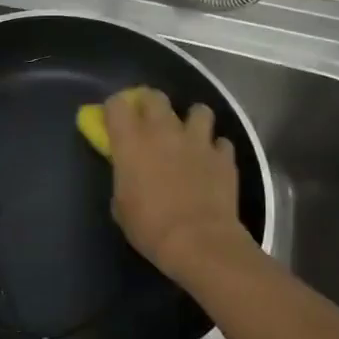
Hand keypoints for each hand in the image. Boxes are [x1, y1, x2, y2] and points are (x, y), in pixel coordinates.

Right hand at [103, 86, 252, 280]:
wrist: (198, 241)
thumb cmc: (149, 227)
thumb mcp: (121, 205)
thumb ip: (124, 178)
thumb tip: (130, 173)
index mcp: (131, 142)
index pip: (117, 104)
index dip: (115, 109)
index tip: (114, 121)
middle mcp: (164, 131)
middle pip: (155, 96)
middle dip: (150, 104)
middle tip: (148, 122)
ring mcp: (198, 140)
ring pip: (198, 110)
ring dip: (191, 121)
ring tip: (189, 137)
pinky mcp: (224, 156)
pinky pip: (221, 142)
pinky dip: (215, 149)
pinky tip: (211, 163)